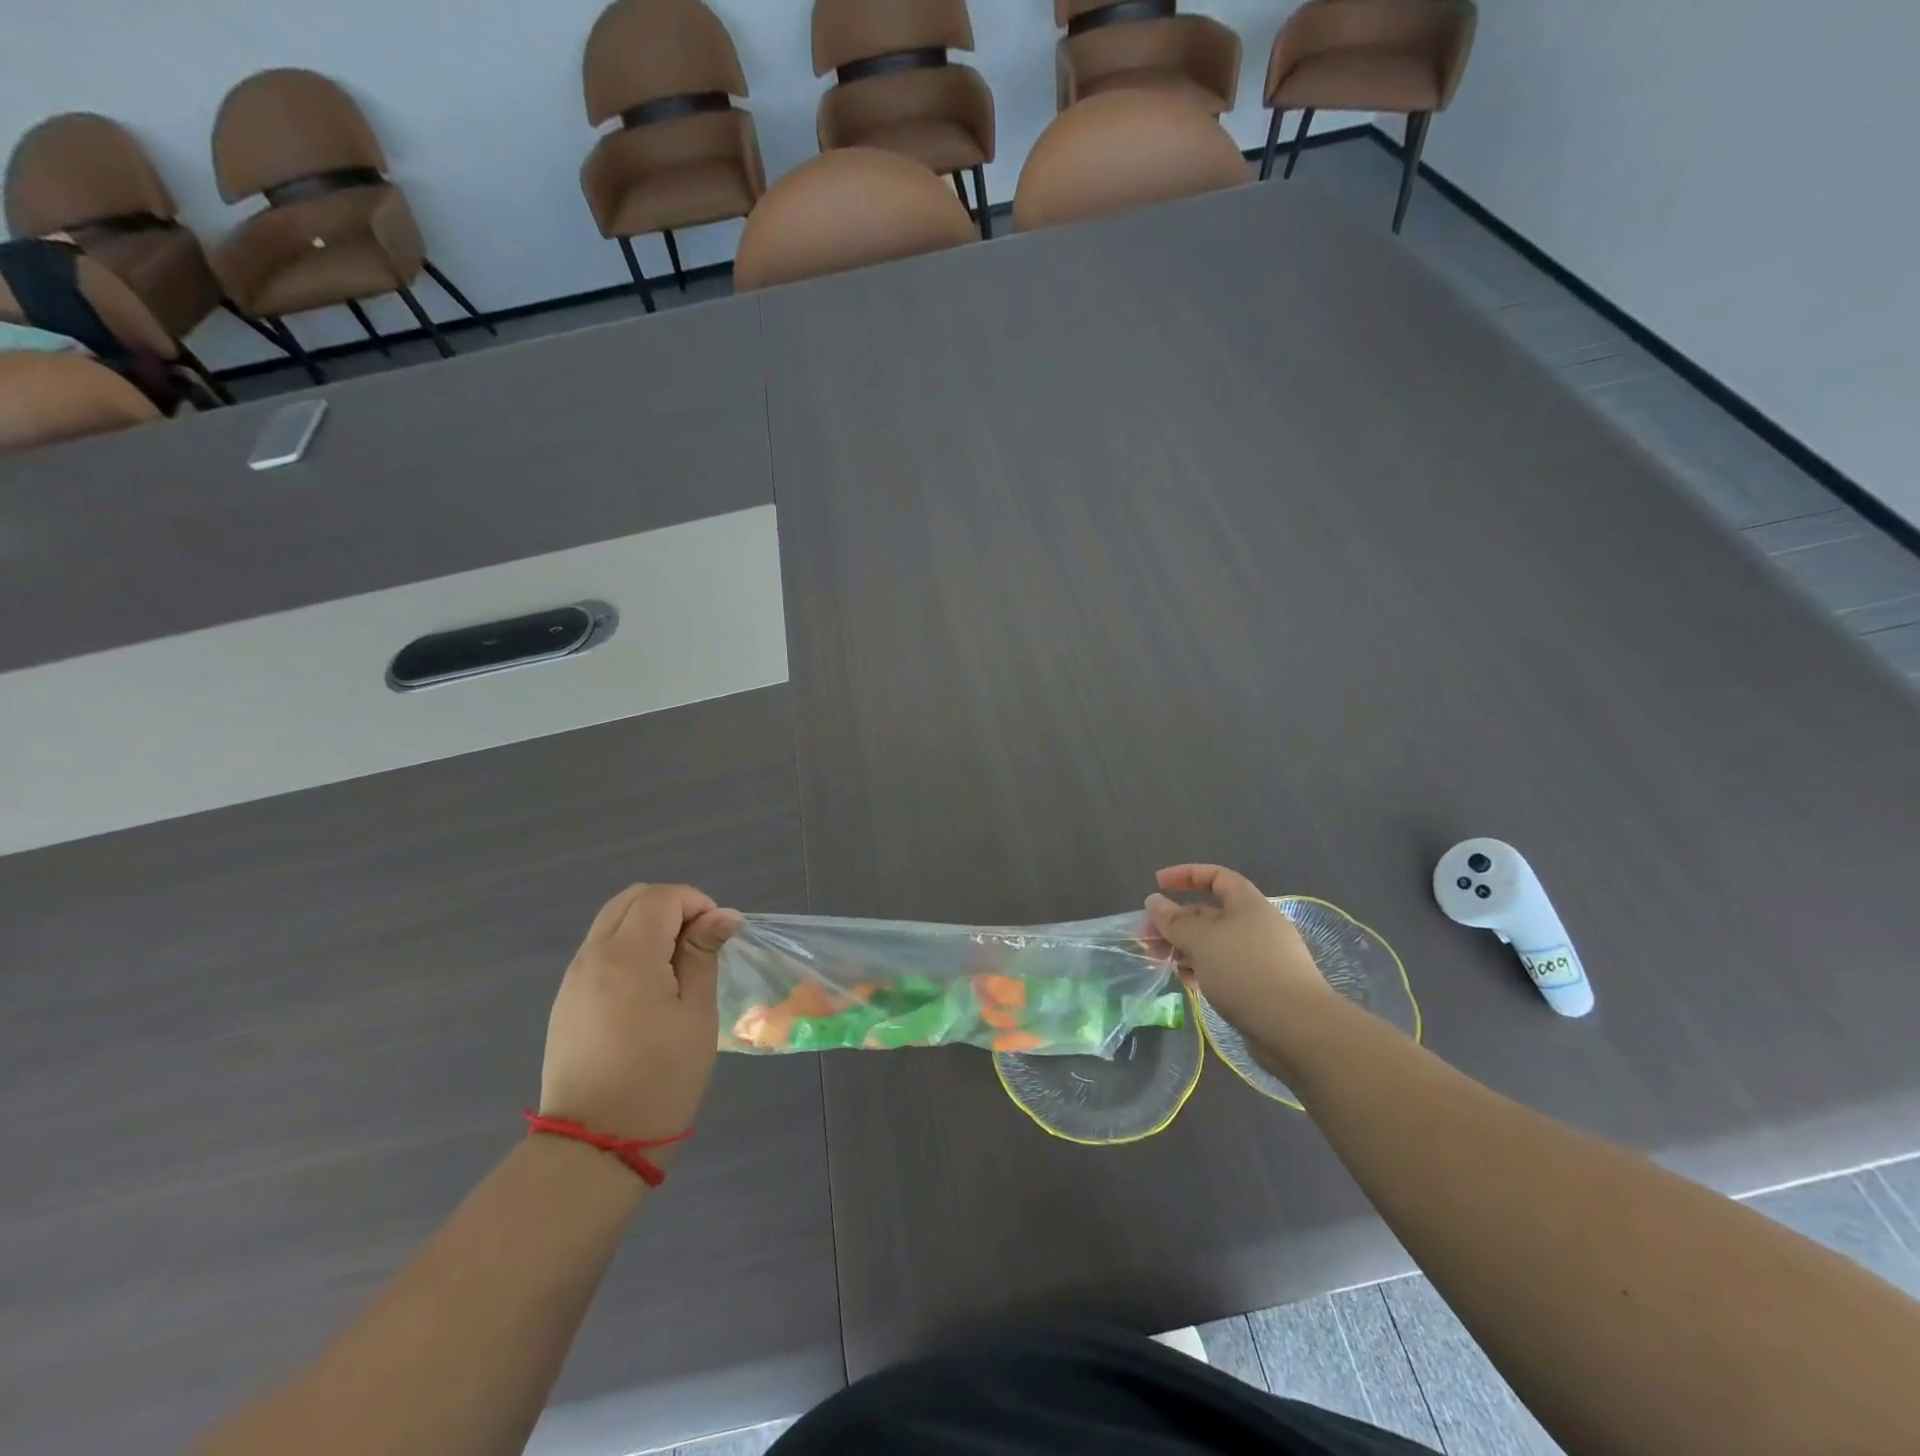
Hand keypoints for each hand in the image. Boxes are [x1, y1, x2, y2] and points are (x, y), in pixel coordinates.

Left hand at [540, 884, 743, 1149]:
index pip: (661, 897)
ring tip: (678, 963)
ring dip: (649, 924)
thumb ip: (703, 954)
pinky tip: (650, 985)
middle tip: (701, 942)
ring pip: (612, 921)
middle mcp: (593, 956)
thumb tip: (722, 915)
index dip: (696, 903)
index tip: (719, 935)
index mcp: (627, 955)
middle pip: (631, 899)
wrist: (595, 1145)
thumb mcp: (696, 1013)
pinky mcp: (567, 1000)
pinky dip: (629, 946)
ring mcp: (574, 978)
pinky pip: (600, 949)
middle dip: (672, 906)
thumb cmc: (660, 1077)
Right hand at [1145, 865, 1334, 1037]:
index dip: (1186, 875)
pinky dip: (1201, 970)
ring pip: (1213, 944)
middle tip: (1147, 937)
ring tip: (1159, 961)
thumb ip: (1175, 921)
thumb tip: (1154, 901)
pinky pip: (1222, 969)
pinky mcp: (1259, 988)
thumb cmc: (1246, 972)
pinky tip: (1185, 981)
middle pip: (1210, 913)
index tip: (1157, 883)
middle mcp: (1256, 927)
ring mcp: (1259, 959)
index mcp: (1249, 905)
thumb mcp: (1203, 940)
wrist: (1297, 1030)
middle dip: (1176, 921)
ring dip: (1184, 948)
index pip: (1216, 877)